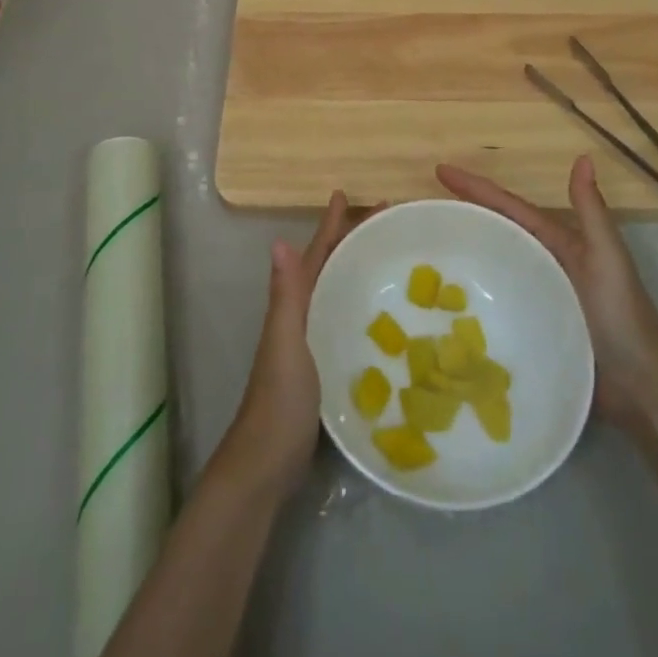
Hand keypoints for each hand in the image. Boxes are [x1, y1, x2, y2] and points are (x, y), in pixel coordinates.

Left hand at [223, 189, 364, 493]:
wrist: (268, 462)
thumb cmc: (279, 398)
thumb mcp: (285, 342)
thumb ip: (285, 296)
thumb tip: (279, 240)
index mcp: (293, 304)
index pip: (316, 254)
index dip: (331, 224)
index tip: (348, 194)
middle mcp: (302, 315)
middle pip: (329, 266)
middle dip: (352, 239)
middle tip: (387, 221)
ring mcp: (313, 341)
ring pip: (338, 292)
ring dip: (357, 269)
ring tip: (389, 257)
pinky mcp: (326, 366)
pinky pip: (346, 321)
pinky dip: (362, 306)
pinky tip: (387, 316)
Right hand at [436, 155, 657, 425]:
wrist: (640, 385)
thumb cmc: (622, 314)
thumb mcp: (606, 256)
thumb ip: (591, 211)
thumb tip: (583, 157)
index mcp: (558, 242)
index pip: (509, 208)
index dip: (477, 188)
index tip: (440, 170)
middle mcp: (542, 264)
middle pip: (495, 231)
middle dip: (462, 214)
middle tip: (423, 209)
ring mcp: (533, 296)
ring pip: (491, 265)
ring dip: (463, 253)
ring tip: (422, 250)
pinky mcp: (529, 327)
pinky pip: (494, 301)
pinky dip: (471, 293)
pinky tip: (443, 301)